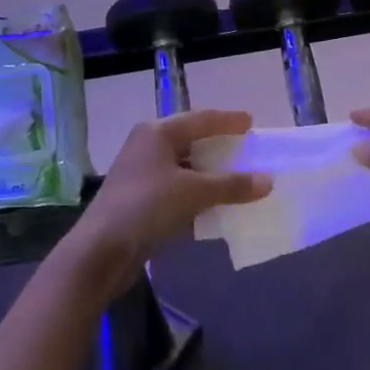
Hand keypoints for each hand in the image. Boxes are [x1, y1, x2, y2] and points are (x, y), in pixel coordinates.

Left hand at [66, 109, 271, 289]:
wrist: (101, 250)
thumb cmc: (147, 207)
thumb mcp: (195, 192)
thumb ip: (232, 185)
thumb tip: (268, 180)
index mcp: (157, 133)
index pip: (201, 119)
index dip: (227, 121)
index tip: (251, 122)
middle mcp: (147, 147)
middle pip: (190, 140)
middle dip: (219, 146)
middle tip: (246, 149)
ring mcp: (141, 173)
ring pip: (183, 167)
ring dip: (209, 173)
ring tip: (237, 177)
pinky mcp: (140, 199)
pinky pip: (177, 188)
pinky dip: (197, 193)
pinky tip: (214, 204)